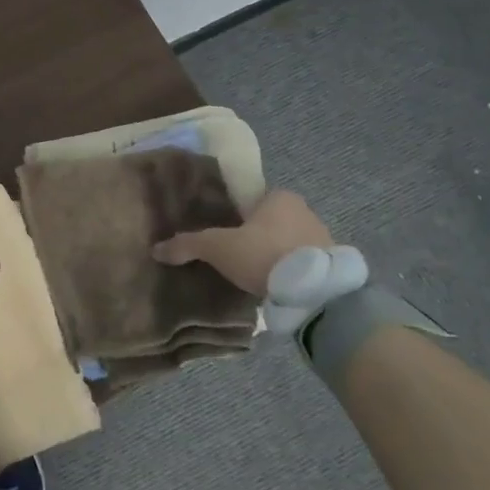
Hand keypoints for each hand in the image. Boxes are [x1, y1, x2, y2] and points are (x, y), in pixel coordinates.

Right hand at [152, 188, 332, 294]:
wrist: (314, 292)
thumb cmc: (263, 255)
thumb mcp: (218, 248)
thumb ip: (188, 245)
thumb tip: (155, 249)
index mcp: (280, 197)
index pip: (253, 202)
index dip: (237, 218)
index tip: (225, 238)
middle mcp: (306, 211)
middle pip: (271, 223)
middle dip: (256, 239)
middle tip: (236, 259)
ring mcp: (324, 238)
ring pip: (288, 244)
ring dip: (275, 257)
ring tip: (255, 278)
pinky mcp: (334, 266)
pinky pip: (304, 265)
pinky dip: (291, 274)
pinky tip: (277, 288)